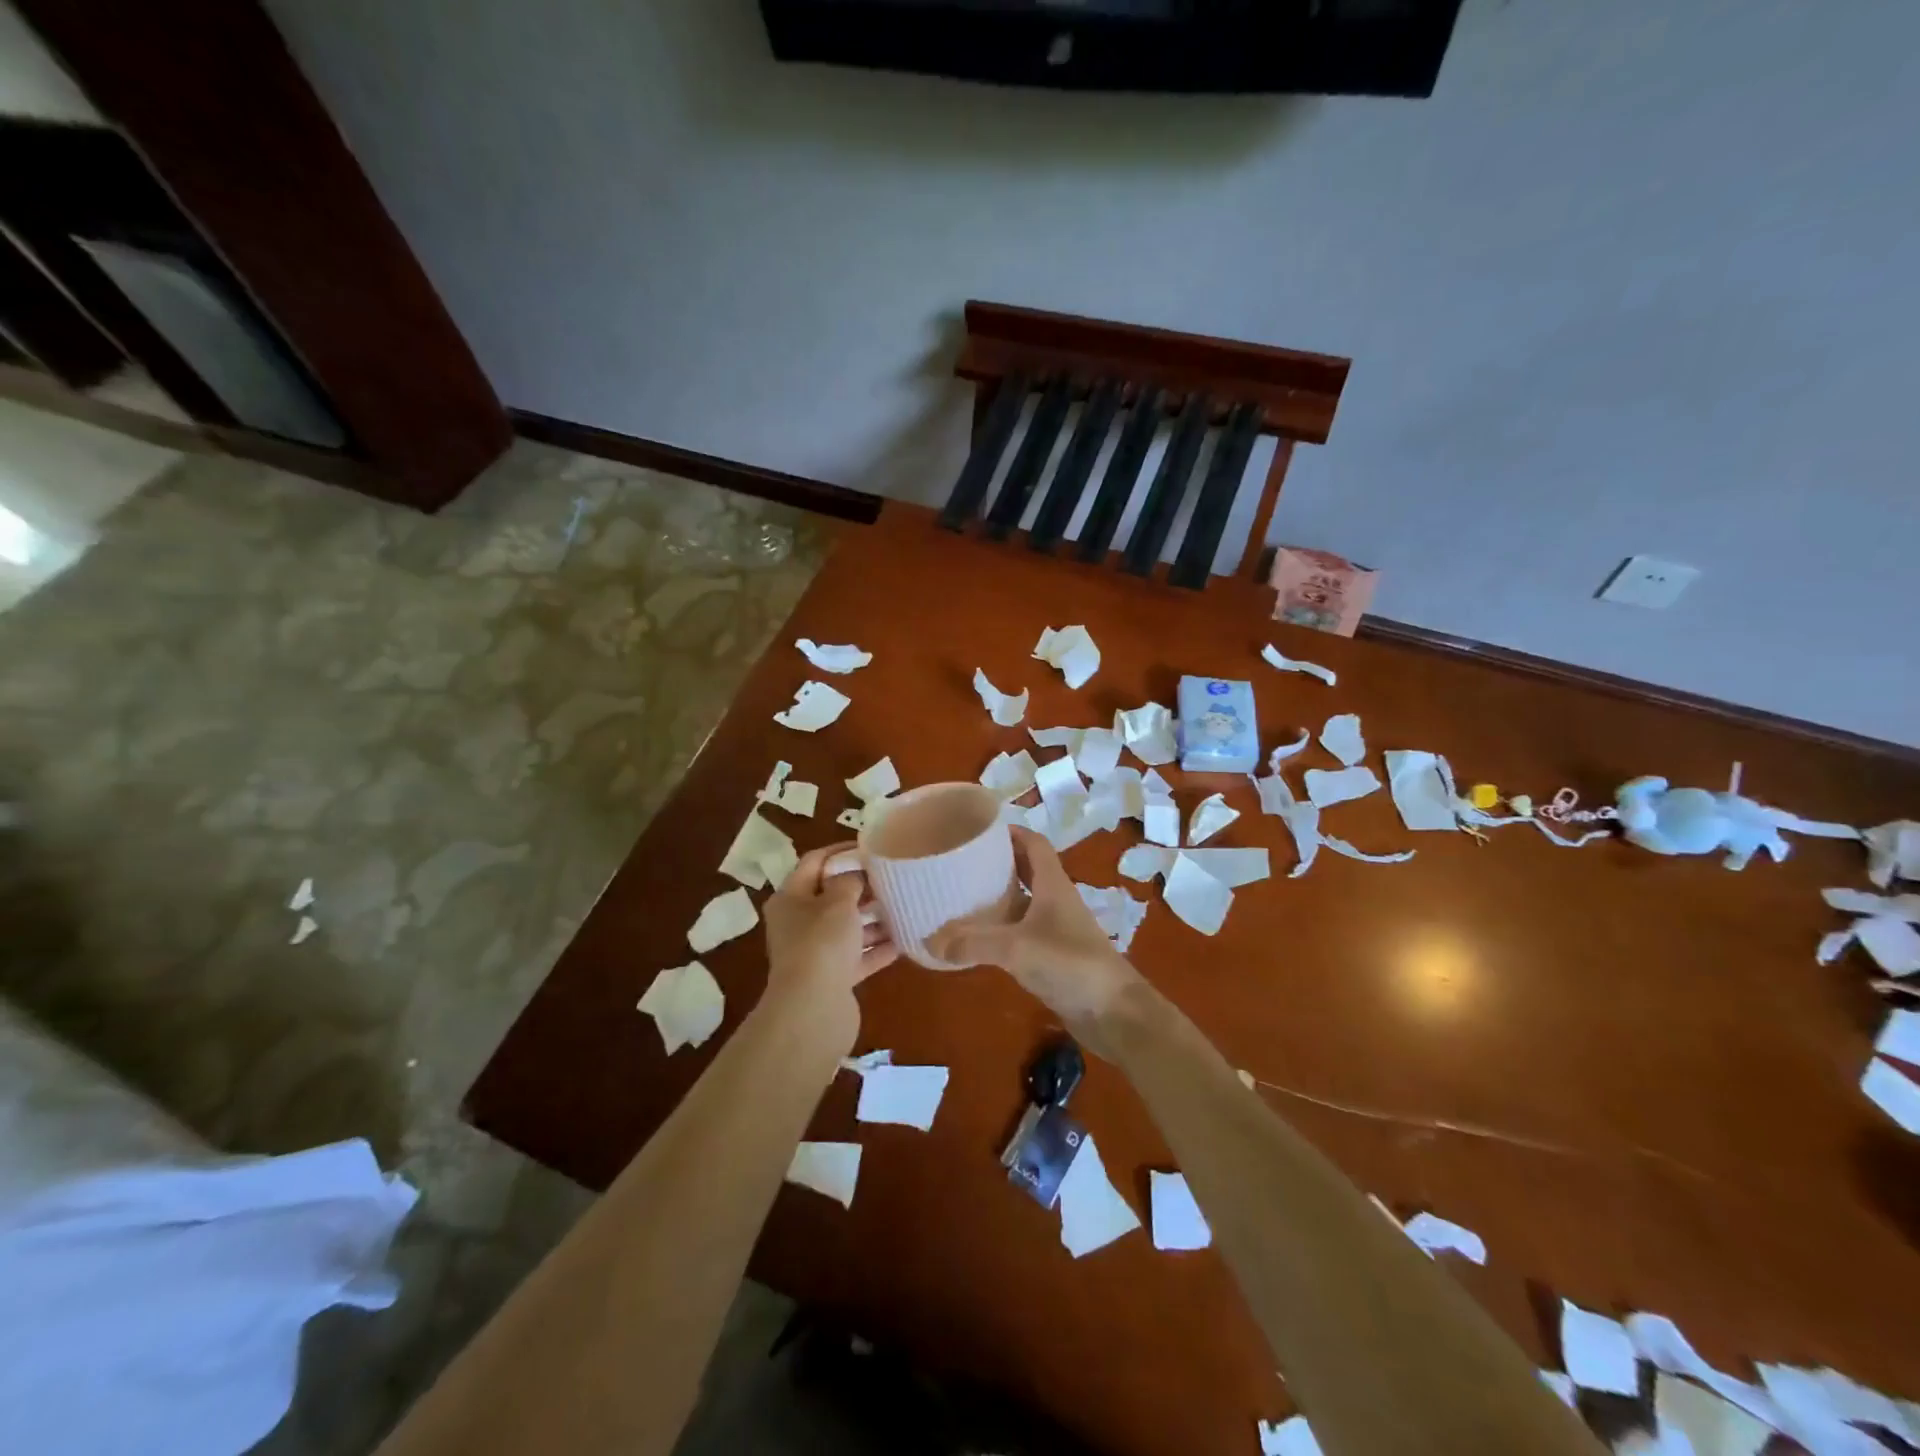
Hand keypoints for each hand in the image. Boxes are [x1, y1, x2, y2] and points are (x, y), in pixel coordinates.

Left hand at [763, 844, 897, 1037]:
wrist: (813, 1010)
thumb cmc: (822, 943)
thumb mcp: (838, 901)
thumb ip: (849, 881)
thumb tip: (855, 873)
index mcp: (790, 898)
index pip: (814, 862)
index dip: (841, 851)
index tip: (872, 847)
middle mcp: (798, 923)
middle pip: (832, 897)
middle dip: (861, 887)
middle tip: (893, 877)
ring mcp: (815, 953)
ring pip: (847, 928)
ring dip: (873, 919)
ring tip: (903, 905)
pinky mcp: (832, 979)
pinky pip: (858, 957)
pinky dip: (877, 948)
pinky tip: (903, 940)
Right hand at [929, 826, 1144, 1047]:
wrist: (1114, 1013)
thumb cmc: (1070, 964)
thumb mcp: (1016, 948)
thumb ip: (972, 942)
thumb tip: (929, 940)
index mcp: (1053, 884)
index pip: (1034, 843)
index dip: (1010, 832)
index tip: (979, 830)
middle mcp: (1056, 900)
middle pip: (1027, 870)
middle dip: (997, 863)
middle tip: (961, 863)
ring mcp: (1057, 929)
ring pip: (1024, 902)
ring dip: (998, 897)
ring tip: (961, 896)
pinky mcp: (1054, 956)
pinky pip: (1022, 933)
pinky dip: (1001, 930)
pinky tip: (978, 940)